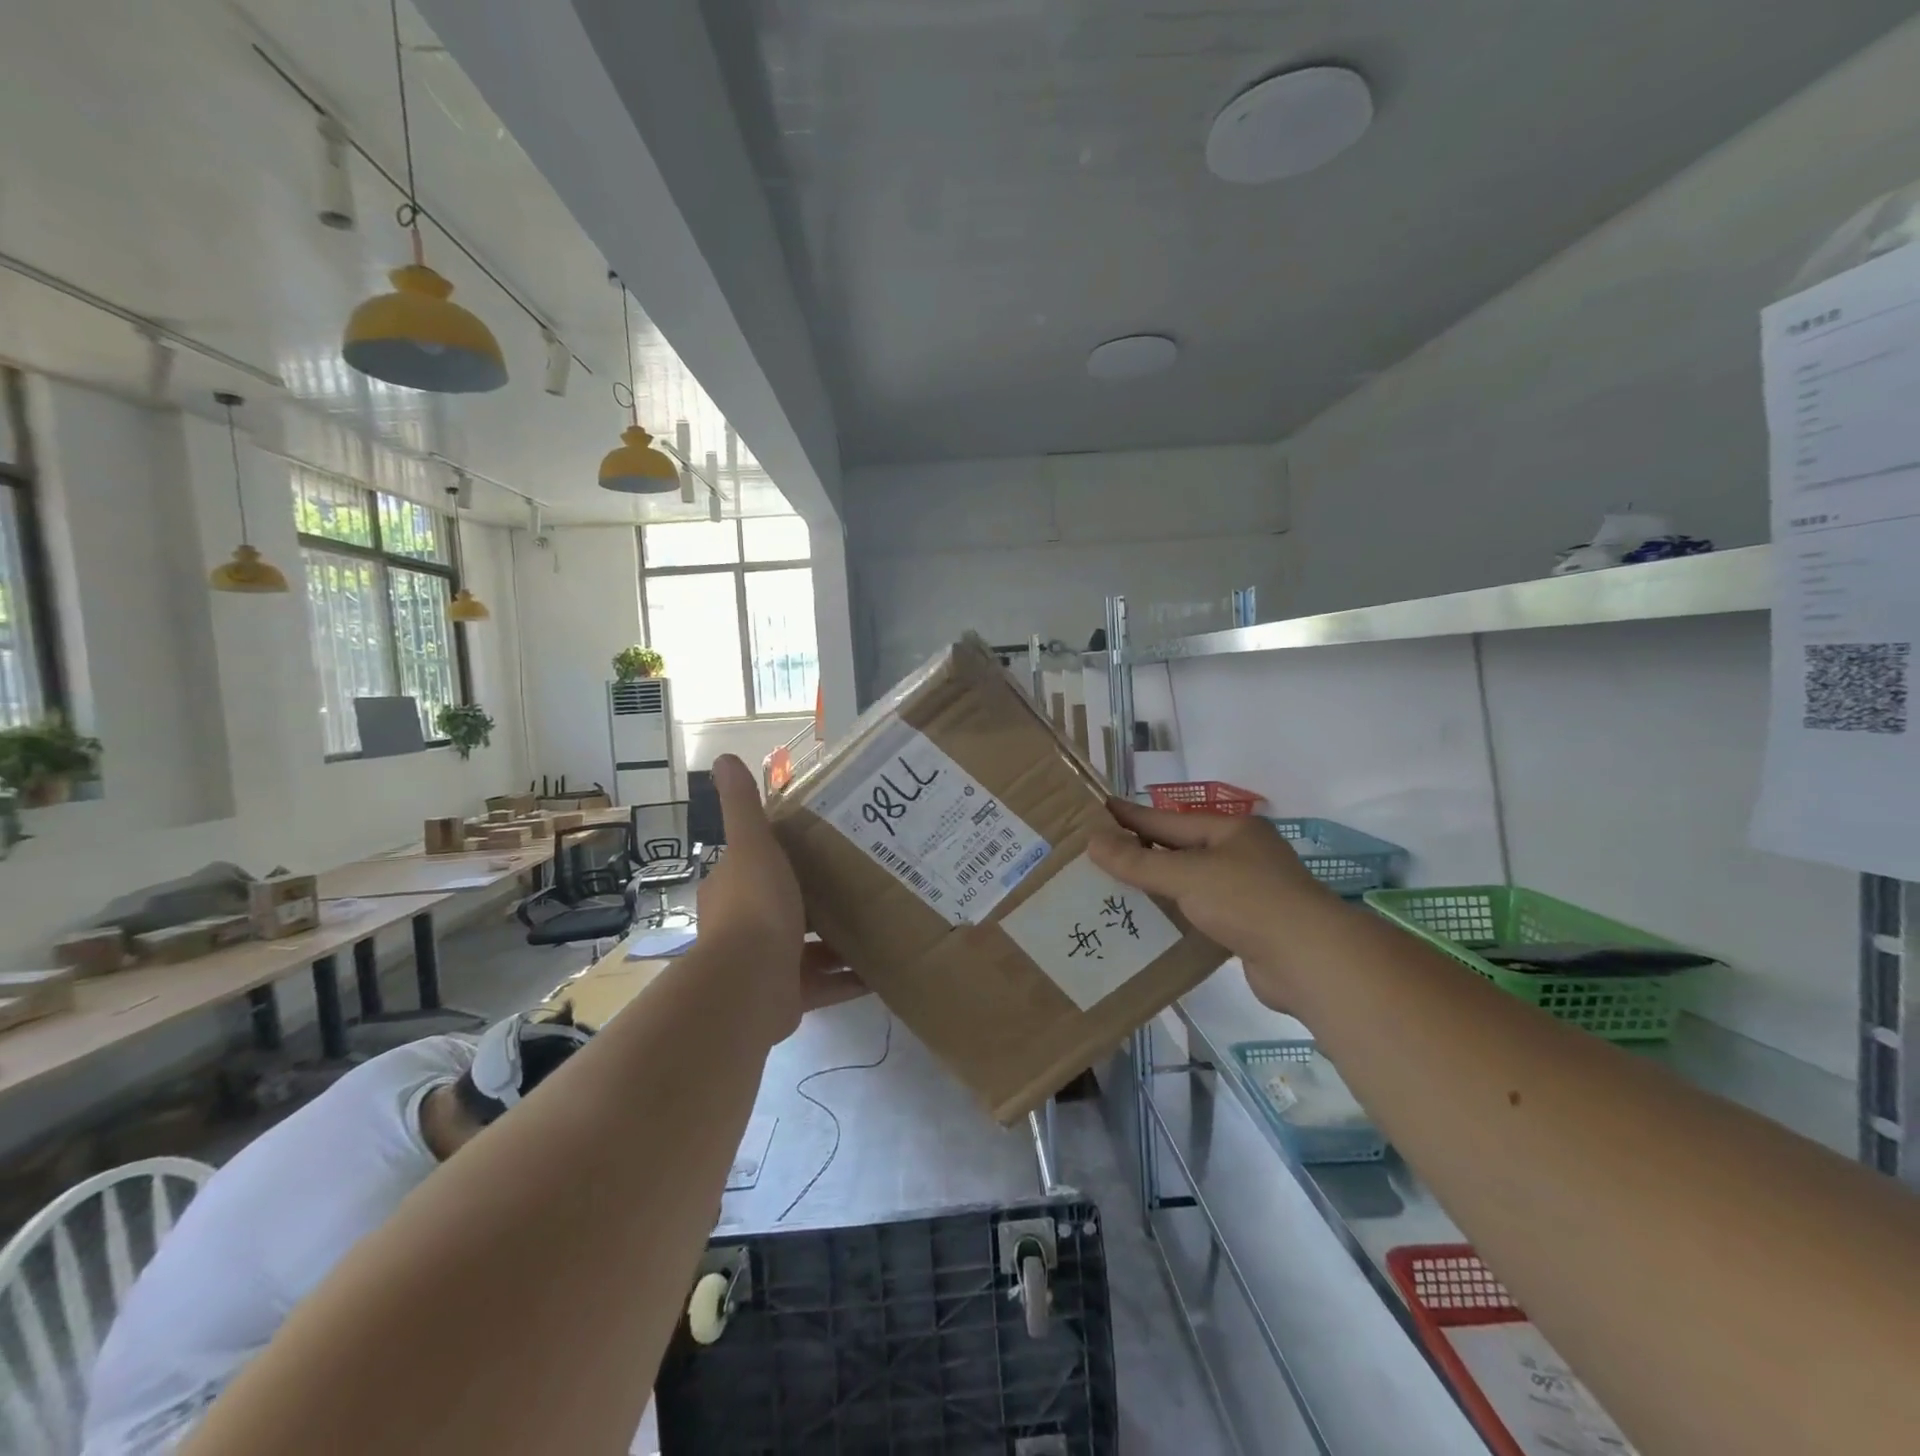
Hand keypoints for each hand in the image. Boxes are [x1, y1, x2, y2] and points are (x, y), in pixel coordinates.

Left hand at [698, 755, 865, 1039]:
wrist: (749, 983)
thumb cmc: (755, 906)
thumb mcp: (753, 845)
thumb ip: (743, 806)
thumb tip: (724, 758)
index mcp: (735, 889)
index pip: (758, 865)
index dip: (785, 855)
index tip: (825, 843)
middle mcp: (746, 926)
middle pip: (789, 906)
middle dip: (820, 898)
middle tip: (863, 879)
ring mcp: (769, 963)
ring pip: (810, 946)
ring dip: (840, 939)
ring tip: (882, 920)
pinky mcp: (789, 995)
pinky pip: (826, 983)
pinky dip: (852, 978)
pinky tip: (883, 968)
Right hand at [1088, 799, 1331, 1010]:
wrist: (1310, 960)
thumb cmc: (1247, 902)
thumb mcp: (1186, 875)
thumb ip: (1138, 861)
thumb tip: (1093, 842)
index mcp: (1231, 830)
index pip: (1168, 820)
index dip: (1131, 816)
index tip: (1098, 810)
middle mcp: (1242, 854)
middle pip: (1180, 849)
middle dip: (1141, 852)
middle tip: (1098, 853)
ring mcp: (1249, 890)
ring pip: (1191, 883)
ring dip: (1157, 887)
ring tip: (1114, 889)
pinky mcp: (1250, 926)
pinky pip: (1202, 913)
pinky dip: (1176, 915)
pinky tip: (1149, 923)